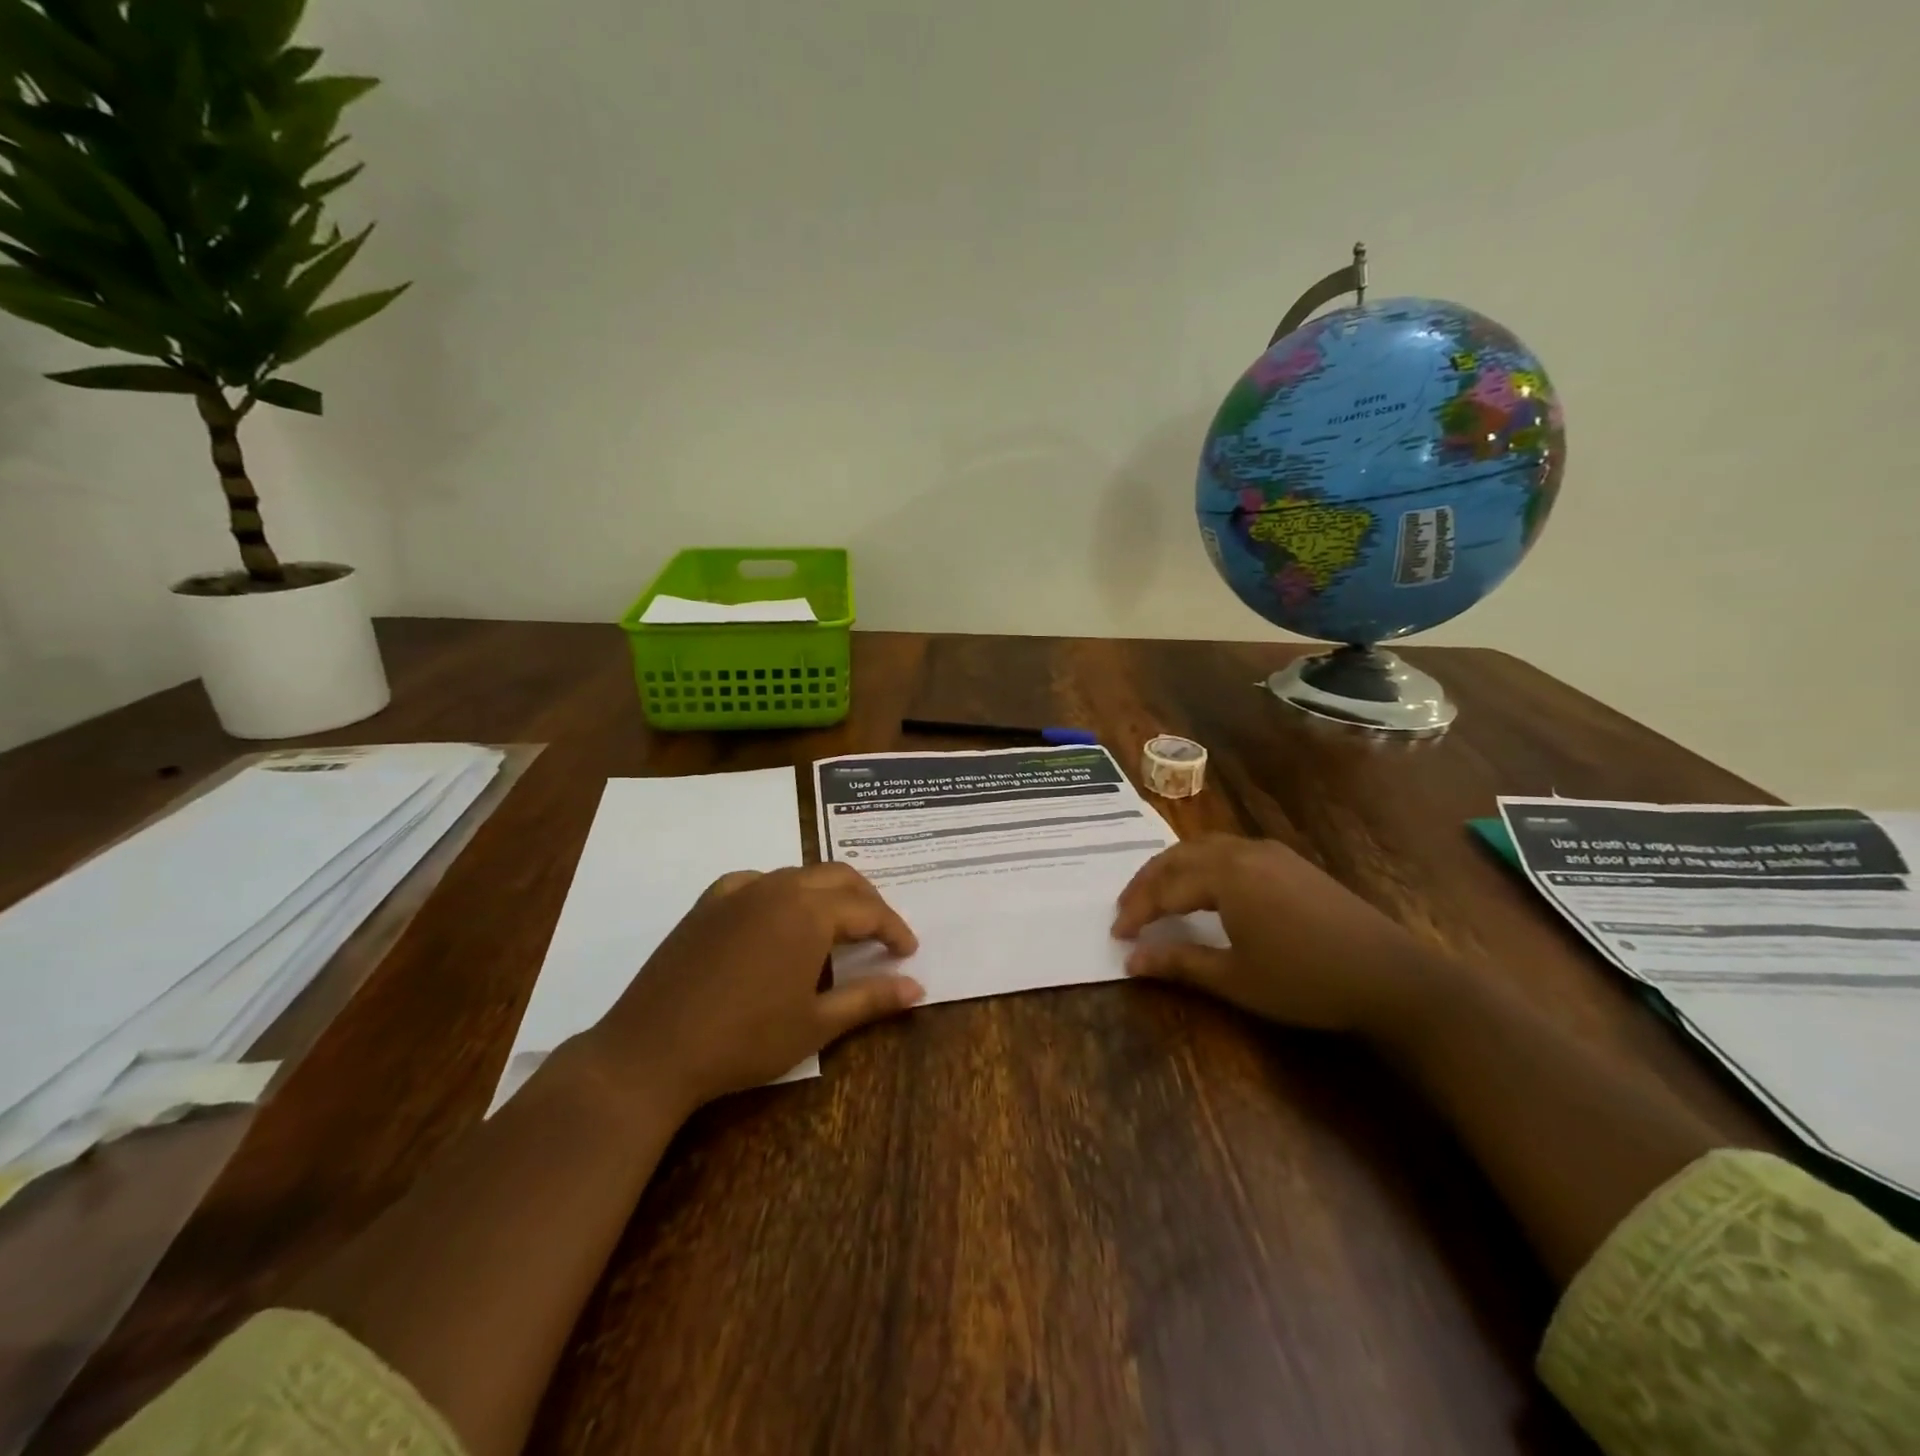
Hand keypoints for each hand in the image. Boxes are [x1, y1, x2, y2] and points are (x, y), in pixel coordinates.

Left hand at [579, 863, 922, 1114]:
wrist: (652, 1050)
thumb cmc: (745, 1041)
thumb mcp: (816, 1024)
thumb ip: (871, 999)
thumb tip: (918, 987)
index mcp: (810, 912)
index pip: (868, 910)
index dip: (893, 929)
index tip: (908, 952)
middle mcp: (778, 888)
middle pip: (838, 877)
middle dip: (867, 901)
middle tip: (881, 933)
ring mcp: (738, 891)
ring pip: (799, 875)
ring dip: (827, 894)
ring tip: (838, 928)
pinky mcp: (708, 903)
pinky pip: (758, 882)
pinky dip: (783, 893)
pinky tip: (778, 920)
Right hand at [1111, 834, 1437, 1034]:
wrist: (1392, 977)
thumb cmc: (1306, 981)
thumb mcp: (1236, 978)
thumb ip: (1180, 963)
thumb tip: (1131, 961)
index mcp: (1226, 875)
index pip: (1165, 888)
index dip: (1137, 911)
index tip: (1116, 935)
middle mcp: (1243, 851)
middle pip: (1179, 856)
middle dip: (1147, 882)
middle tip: (1126, 910)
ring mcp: (1270, 852)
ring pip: (1204, 848)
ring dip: (1173, 869)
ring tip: (1156, 895)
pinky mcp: (1290, 861)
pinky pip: (1229, 851)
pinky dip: (1202, 865)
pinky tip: (1204, 887)